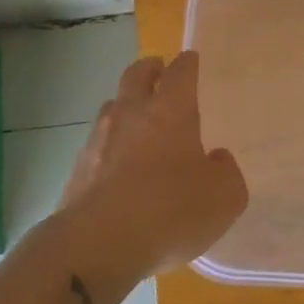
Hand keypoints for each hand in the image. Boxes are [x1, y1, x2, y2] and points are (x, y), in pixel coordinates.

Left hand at [59, 51, 247, 276]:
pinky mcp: (77, 170)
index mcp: (171, 111)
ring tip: (136, 119)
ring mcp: (99, 140)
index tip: (190, 59)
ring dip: (125, 105)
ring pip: (111, 108)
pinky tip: (117, 166)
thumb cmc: (171, 211)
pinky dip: (109, 147)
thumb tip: (215, 159)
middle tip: (157, 70)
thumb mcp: (224, 197)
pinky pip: (97, 146)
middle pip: (136, 75)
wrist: (98, 244)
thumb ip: (226, 172)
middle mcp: (131, 114)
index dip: (187, 63)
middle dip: (149, 69)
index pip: (180, 72)